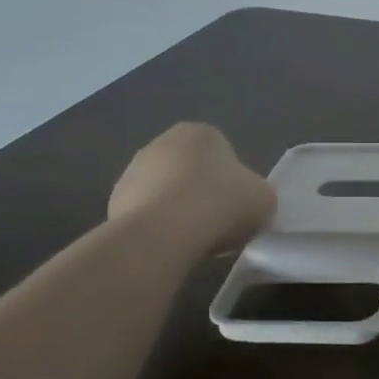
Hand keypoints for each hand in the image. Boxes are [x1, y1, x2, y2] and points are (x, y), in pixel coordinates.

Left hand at [108, 123, 276, 246]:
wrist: (166, 233)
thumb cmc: (222, 203)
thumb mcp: (264, 198)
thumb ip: (257, 194)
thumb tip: (247, 203)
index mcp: (201, 132)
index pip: (223, 154)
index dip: (233, 182)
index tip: (237, 206)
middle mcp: (161, 142)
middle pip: (191, 171)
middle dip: (202, 193)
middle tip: (218, 223)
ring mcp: (132, 172)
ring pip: (166, 193)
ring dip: (178, 211)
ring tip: (194, 240)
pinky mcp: (114, 202)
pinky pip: (146, 216)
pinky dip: (158, 229)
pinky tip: (171, 246)